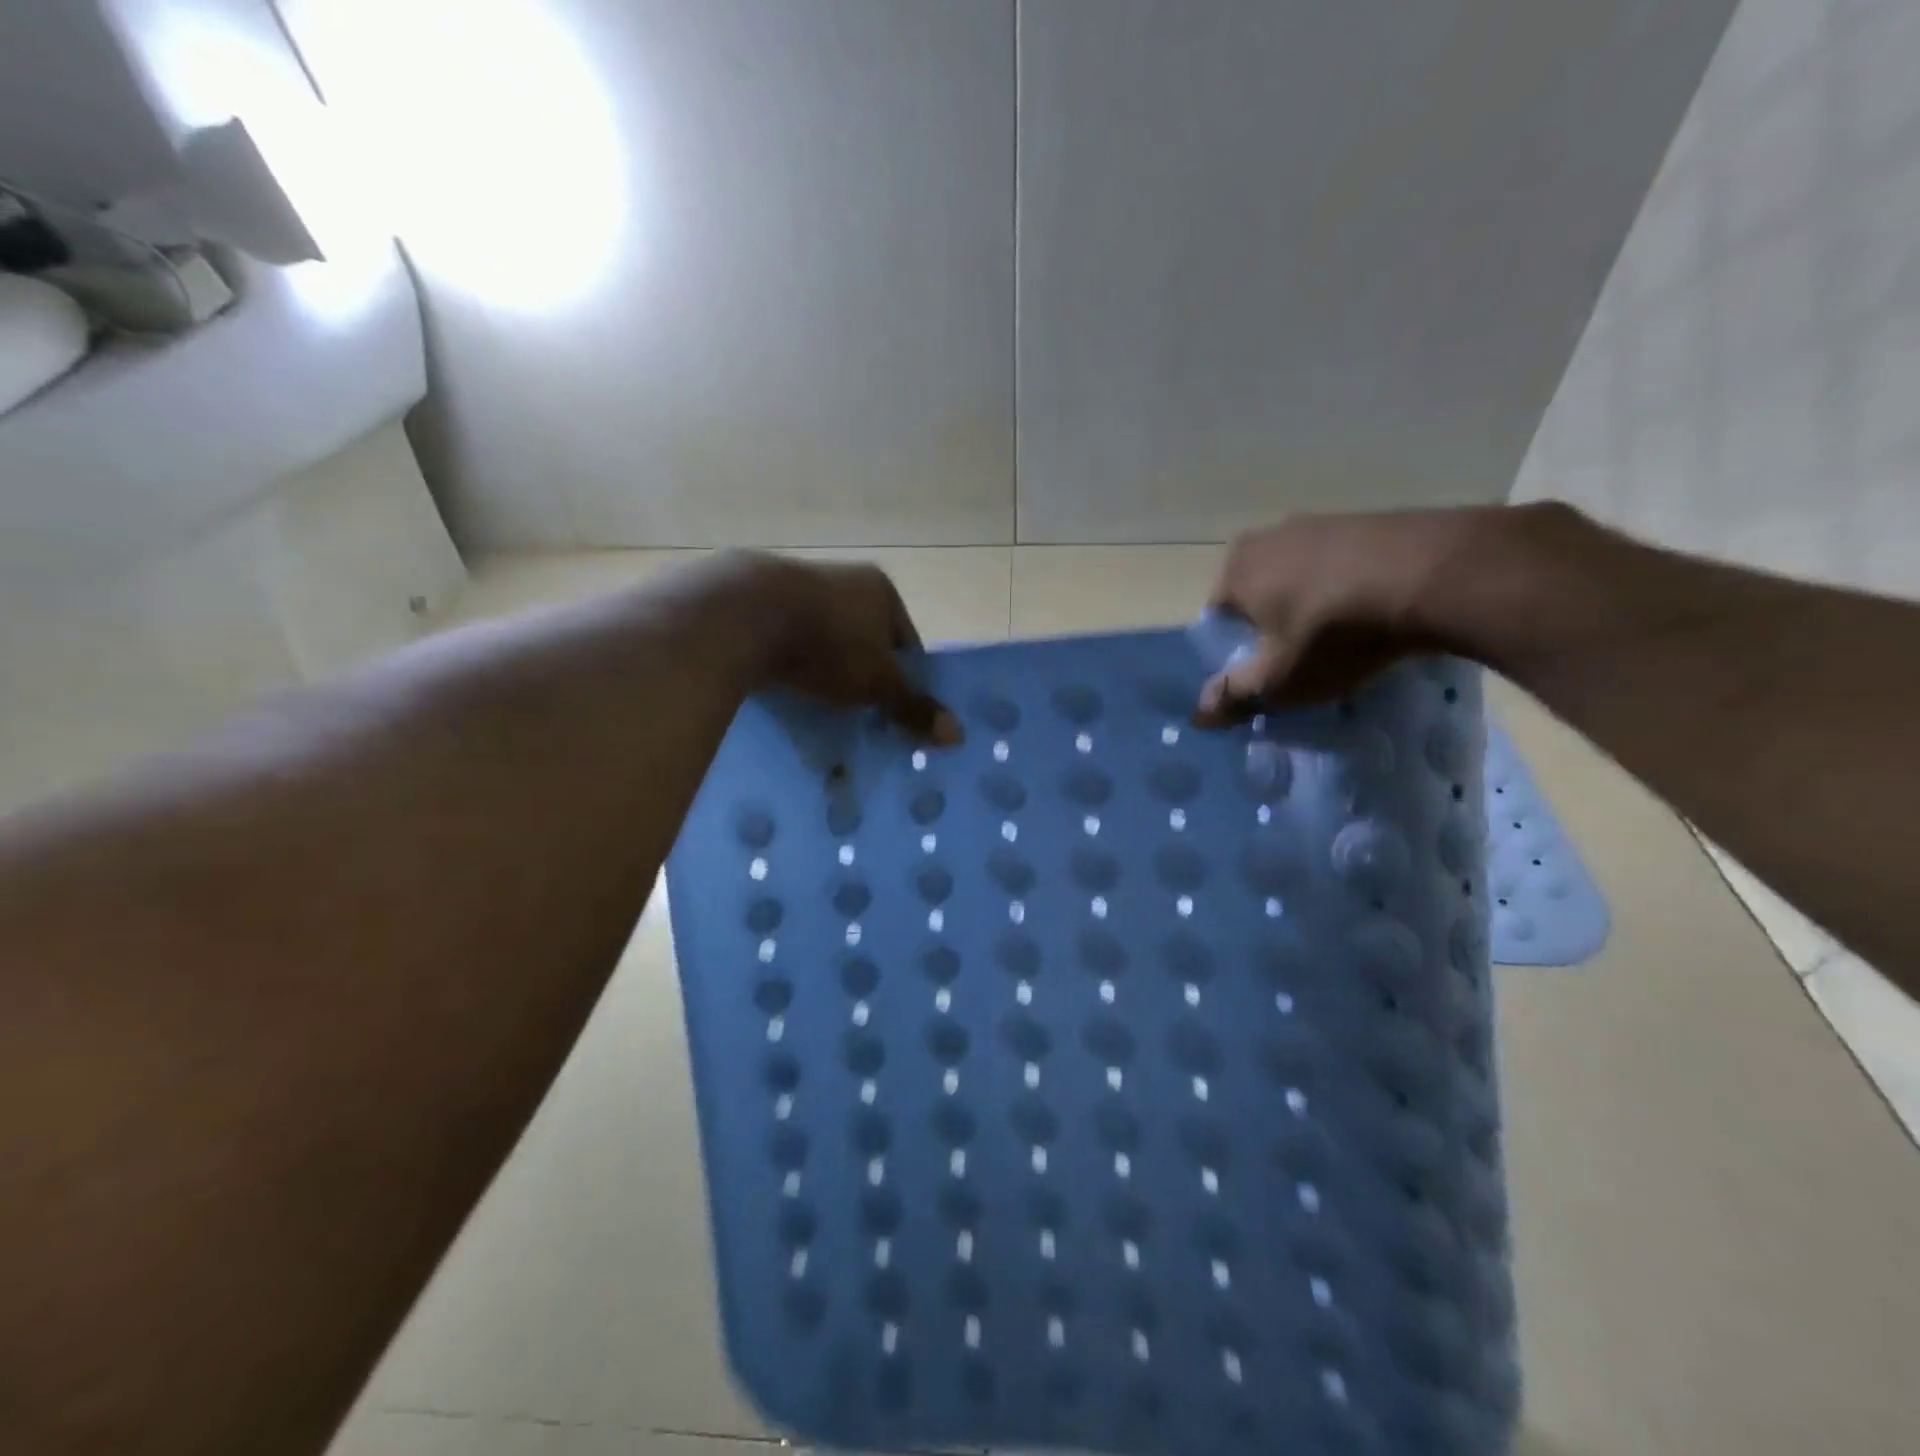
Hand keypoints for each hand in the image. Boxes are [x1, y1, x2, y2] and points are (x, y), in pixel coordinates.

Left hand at [722, 552, 963, 743]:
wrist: (743, 614)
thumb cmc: (829, 643)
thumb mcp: (877, 682)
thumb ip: (913, 705)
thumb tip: (958, 735)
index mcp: (880, 590)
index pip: (906, 641)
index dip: (904, 679)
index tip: (895, 712)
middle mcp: (842, 580)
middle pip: (864, 640)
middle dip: (862, 677)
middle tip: (858, 716)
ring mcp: (798, 585)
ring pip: (824, 640)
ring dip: (824, 671)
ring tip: (818, 707)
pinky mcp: (758, 600)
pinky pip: (786, 640)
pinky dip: (789, 664)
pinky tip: (783, 689)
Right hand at [1196, 508, 1497, 722]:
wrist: (1438, 575)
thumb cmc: (1335, 632)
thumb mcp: (1279, 679)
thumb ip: (1234, 696)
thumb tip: (1198, 715)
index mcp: (1235, 567)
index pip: (1219, 618)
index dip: (1238, 651)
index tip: (1267, 674)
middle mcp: (1269, 535)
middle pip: (1260, 596)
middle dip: (1275, 627)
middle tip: (1304, 661)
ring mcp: (1322, 522)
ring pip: (1303, 579)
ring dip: (1315, 608)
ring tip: (1345, 641)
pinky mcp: (1370, 520)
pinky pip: (1345, 566)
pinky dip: (1352, 590)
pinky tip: (1377, 615)